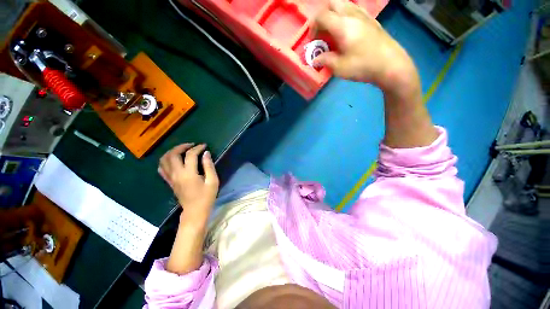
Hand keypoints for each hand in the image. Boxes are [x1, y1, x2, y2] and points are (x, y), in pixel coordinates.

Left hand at [159, 143, 218, 224]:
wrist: (194, 212)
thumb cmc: (206, 197)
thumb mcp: (212, 181)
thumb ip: (209, 166)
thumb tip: (206, 153)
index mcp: (189, 174)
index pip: (190, 155)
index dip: (197, 148)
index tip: (204, 145)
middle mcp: (176, 174)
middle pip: (173, 154)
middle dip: (182, 146)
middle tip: (192, 145)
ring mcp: (171, 178)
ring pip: (164, 160)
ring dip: (172, 152)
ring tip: (182, 150)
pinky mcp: (169, 182)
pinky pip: (162, 168)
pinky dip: (166, 161)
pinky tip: (173, 160)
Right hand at [313, 0, 417, 92]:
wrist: (390, 65)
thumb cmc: (363, 66)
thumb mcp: (339, 67)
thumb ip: (325, 60)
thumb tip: (315, 59)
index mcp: (343, 25)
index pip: (322, 16)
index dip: (313, 27)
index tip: (313, 41)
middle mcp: (353, 14)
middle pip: (333, 3)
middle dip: (323, 15)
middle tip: (321, 32)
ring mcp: (364, 15)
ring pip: (344, 4)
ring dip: (334, 15)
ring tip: (332, 32)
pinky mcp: (371, 20)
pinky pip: (354, 10)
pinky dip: (345, 16)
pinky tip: (346, 31)